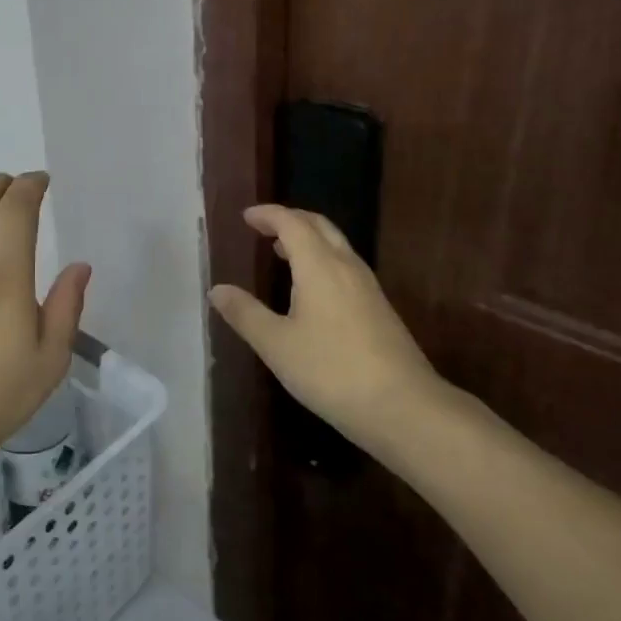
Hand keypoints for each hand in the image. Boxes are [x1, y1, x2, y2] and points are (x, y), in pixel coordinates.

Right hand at [209, 205, 446, 453]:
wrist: (403, 406)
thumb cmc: (331, 371)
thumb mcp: (277, 345)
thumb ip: (245, 314)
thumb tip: (217, 290)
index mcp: (319, 266)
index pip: (292, 223)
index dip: (268, 215)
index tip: (247, 216)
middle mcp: (346, 266)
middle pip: (319, 226)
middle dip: (290, 220)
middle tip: (264, 227)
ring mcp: (368, 287)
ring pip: (336, 245)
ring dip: (309, 240)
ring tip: (282, 253)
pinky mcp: (379, 308)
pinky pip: (346, 266)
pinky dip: (322, 260)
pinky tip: (312, 289)